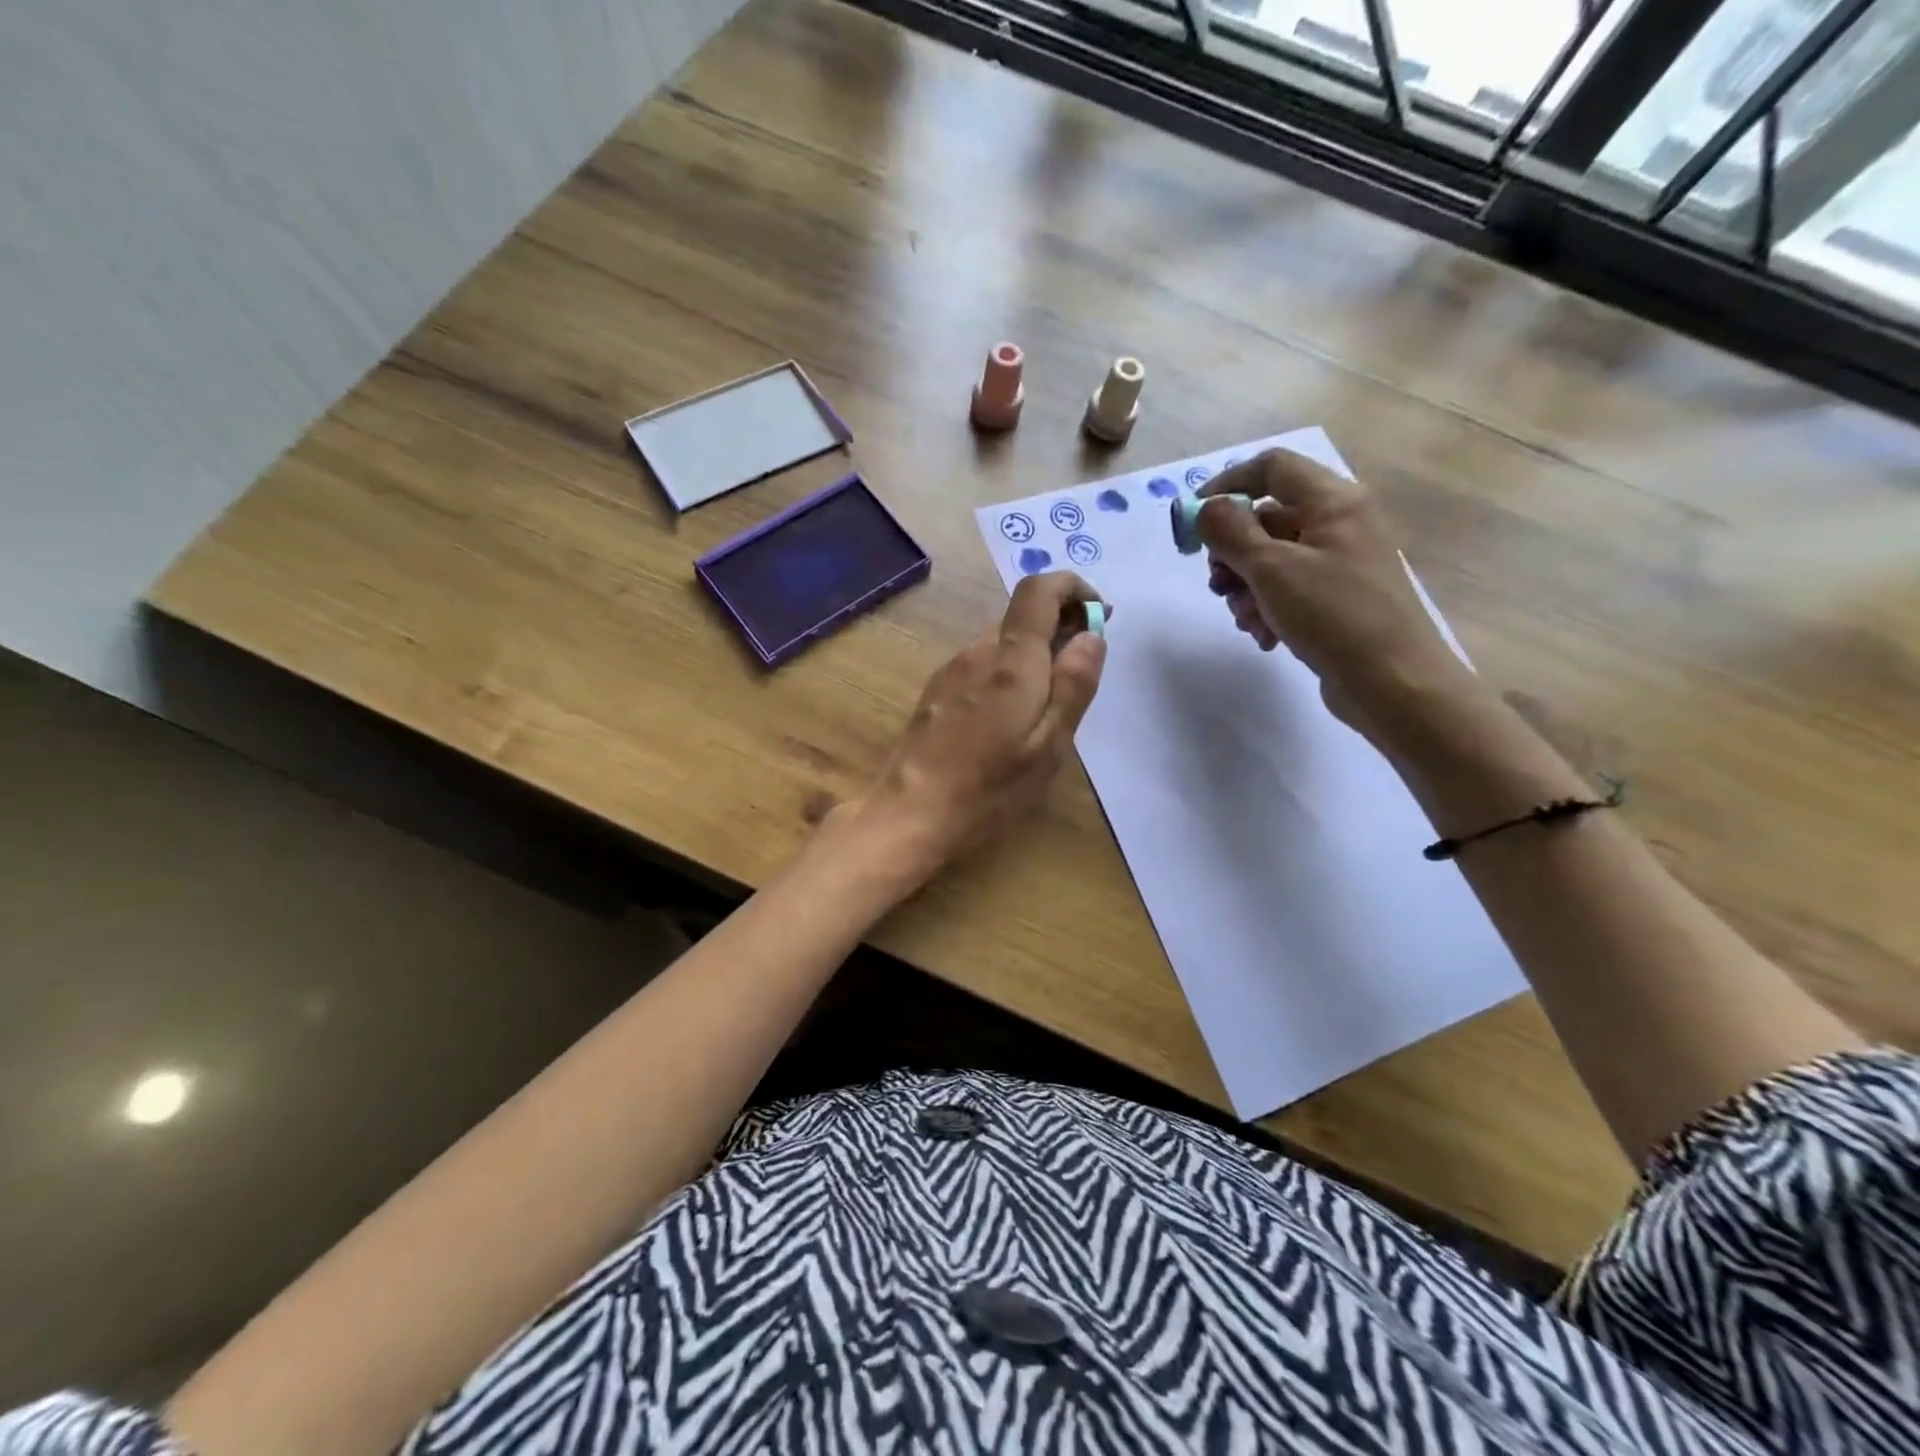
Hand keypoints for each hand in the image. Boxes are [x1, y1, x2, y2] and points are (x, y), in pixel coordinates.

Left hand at [842, 571, 1107, 875]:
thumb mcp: (1048, 746)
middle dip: (1059, 628)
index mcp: (1011, 661)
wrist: (908, 814)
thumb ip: (1074, 686)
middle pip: (1021, 617)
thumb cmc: (988, 788)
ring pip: (1000, 645)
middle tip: (1082, 669)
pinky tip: (1008, 719)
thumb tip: (1092, 636)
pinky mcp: (935, 694)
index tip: (1099, 613)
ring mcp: (950, 672)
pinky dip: (1006, 674)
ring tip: (1048, 704)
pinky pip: (980, 667)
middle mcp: (977, 653)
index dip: (1073, 588)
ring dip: (1032, 655)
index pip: (1039, 591)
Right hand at [1196, 449, 1479, 747]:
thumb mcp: (1272, 570)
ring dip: (1247, 588)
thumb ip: (1232, 533)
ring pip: (1273, 558)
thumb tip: (1206, 508)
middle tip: (1218, 586)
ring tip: (1246, 620)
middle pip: (1267, 518)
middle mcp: (1340, 522)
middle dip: (1233, 554)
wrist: (1394, 683)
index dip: (1227, 485)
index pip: (1271, 468)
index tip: (1193, 521)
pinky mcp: (1339, 597)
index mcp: (1333, 501)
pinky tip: (1264, 636)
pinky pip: (1289, 588)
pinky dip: (1268, 607)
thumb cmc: (1334, 616)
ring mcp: (1341, 561)